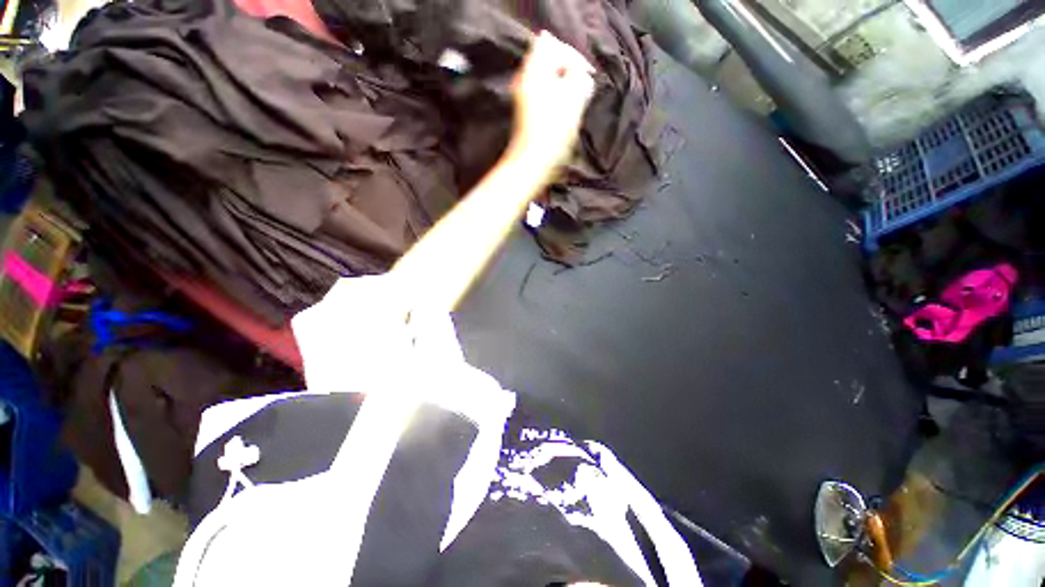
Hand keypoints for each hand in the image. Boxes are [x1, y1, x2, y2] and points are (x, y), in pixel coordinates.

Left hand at [508, 31, 595, 169]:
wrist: (532, 163)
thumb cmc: (553, 132)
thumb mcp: (573, 100)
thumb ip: (579, 77)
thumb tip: (579, 73)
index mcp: (534, 71)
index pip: (555, 46)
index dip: (574, 57)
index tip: (588, 75)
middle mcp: (525, 79)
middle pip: (549, 60)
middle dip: (568, 70)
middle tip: (581, 87)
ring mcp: (523, 96)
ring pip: (548, 79)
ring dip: (564, 85)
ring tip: (575, 101)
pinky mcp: (526, 112)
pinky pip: (544, 93)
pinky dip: (556, 97)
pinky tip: (564, 111)